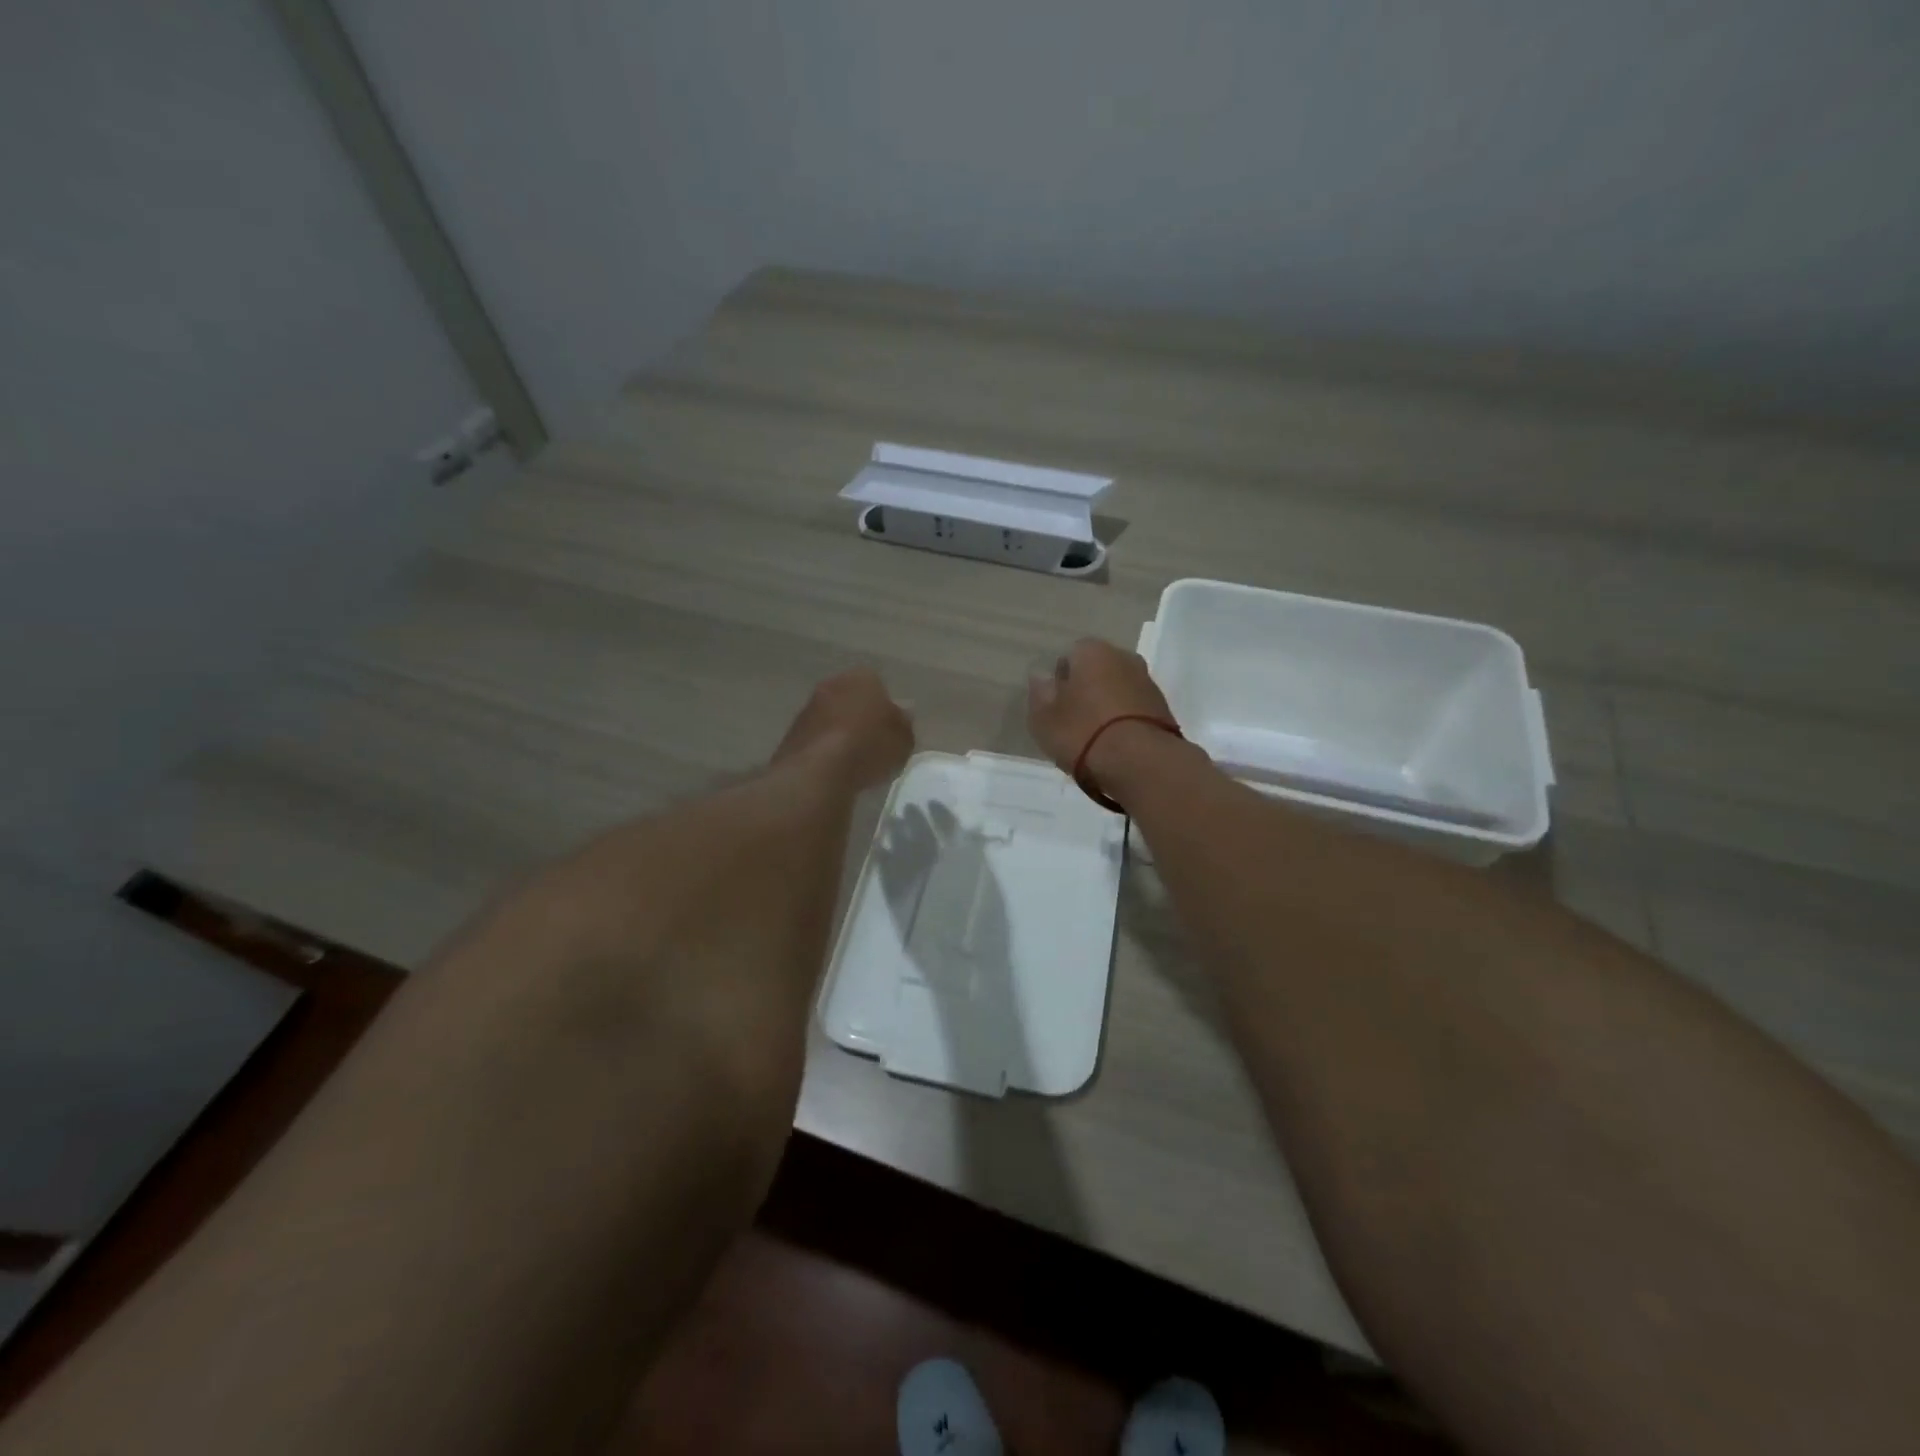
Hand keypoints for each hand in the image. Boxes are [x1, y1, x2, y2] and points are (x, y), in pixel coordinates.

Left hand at [773, 668, 914, 791]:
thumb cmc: (869, 747)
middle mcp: (832, 684)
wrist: (818, 770)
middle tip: (872, 743)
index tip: (890, 730)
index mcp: (863, 678)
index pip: (878, 685)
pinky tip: (833, 769)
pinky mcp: (791, 732)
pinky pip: (816, 738)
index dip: (885, 708)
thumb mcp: (903, 740)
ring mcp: (808, 707)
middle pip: (851, 698)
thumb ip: (903, 725)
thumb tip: (901, 716)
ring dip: (839, 732)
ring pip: (831, 717)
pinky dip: (824, 749)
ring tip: (853, 761)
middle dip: (860, 716)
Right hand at [1027, 638, 1176, 776]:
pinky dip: (1124, 720)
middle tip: (1072, 720)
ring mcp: (1148, 682)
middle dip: (1086, 688)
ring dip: (1107, 705)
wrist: (1140, 762)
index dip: (1060, 679)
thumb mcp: (1043, 718)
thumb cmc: (1082, 732)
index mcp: (1092, 651)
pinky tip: (1115, 744)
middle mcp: (1124, 657)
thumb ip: (1040, 693)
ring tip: (1095, 737)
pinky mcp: (1164, 708)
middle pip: (1097, 670)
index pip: (1070, 654)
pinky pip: (1134, 708)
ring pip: (1118, 688)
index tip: (1054, 704)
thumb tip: (1042, 677)